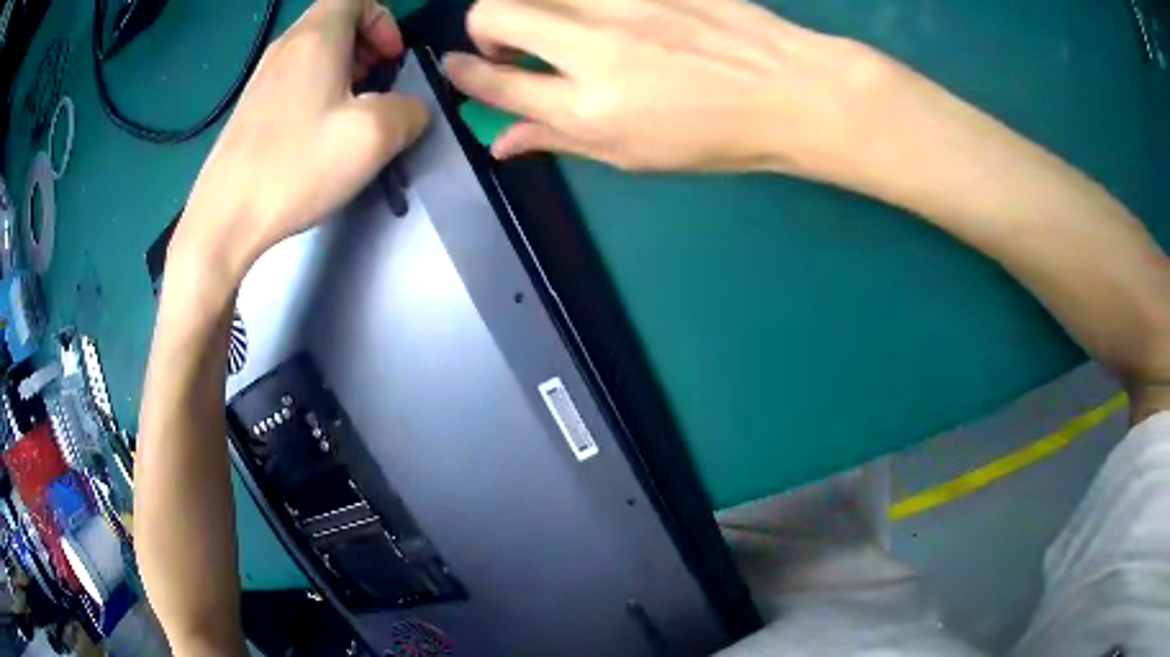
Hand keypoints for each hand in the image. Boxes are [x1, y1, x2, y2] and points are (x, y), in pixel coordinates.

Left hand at [174, 0, 428, 286]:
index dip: (383, 19)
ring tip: (351, 111)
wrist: (223, 221)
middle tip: (378, 84)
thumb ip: (410, 111)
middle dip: (366, 44)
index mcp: (315, 37)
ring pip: (313, 50)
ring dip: (343, 69)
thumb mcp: (374, 137)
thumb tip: (412, 109)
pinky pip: (293, 79)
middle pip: (334, 20)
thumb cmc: (295, 168)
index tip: (391, 59)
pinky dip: (316, 89)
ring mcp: (262, 79)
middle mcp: (285, 48)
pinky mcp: (250, 109)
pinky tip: (318, 132)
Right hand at [442, 0, 896, 175]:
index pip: (495, 81)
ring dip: (526, 3)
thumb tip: (502, 141)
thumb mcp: (633, 156)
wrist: (791, 91)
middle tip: (503, 41)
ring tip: (552, 22)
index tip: (454, 66)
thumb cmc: (717, 136)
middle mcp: (595, 47)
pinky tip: (600, 14)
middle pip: (496, 12)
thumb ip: (560, 140)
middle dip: (481, 26)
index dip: (463, 73)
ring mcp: (626, 3)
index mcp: (590, 107)